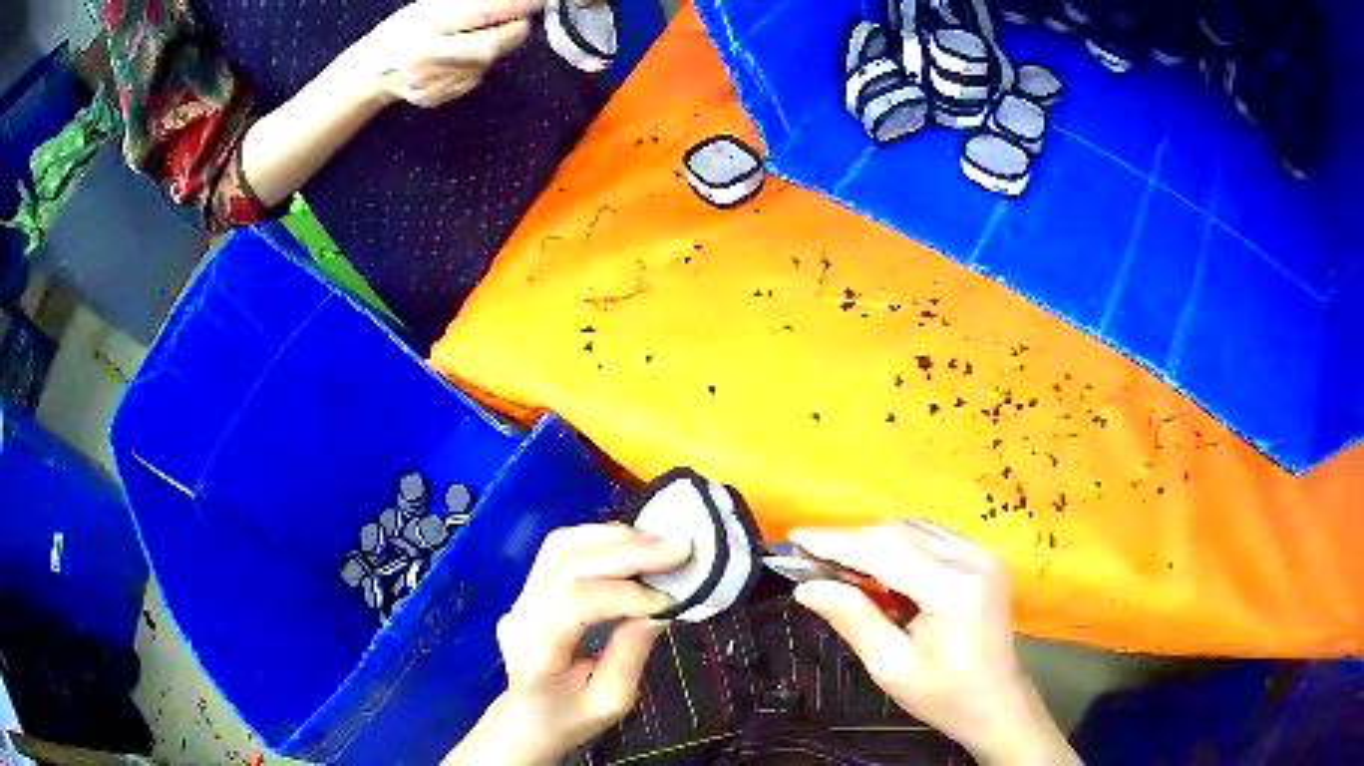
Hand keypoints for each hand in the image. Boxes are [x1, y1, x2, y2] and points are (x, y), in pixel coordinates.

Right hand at [350, 0, 541, 108]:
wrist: (371, 71)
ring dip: (496, 48)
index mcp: (425, 24)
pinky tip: (465, 57)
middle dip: (514, 32)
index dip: (514, 7)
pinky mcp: (434, 97)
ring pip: (482, 64)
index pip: (479, 13)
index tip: (537, 1)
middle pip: (487, 46)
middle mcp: (427, 55)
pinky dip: (478, 66)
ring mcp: (430, 80)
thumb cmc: (404, 29)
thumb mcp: (428, 7)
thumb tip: (508, 1)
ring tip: (487, 35)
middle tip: (525, 20)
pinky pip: (471, 79)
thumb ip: (464, 4)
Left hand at [444, 523, 690, 765]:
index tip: (671, 600)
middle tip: (680, 548)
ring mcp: (521, 594)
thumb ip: (631, 654)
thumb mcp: (611, 702)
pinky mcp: (532, 584)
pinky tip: (635, 545)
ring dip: (615, 538)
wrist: (528, 718)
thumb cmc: (570, 718)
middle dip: (627, 551)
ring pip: (562, 545)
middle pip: (566, 563)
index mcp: (535, 651)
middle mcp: (520, 612)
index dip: (624, 595)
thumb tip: (660, 610)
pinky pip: (564, 549)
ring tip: (662, 544)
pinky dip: (602, 540)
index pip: (572, 603)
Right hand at [791, 521, 1079, 765]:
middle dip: (850, 541)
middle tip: (808, 559)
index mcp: (954, 589)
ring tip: (837, 567)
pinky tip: (878, 572)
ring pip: (913, 530)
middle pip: (899, 533)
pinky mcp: (983, 557)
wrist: (997, 701)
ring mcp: (982, 553)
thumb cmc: (945, 695)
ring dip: (872, 543)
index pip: (885, 550)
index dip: (836, 542)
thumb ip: (853, 620)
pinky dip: (897, 548)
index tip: (795, 538)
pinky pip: (930, 539)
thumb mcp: (892, 668)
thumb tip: (808, 587)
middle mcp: (972, 558)